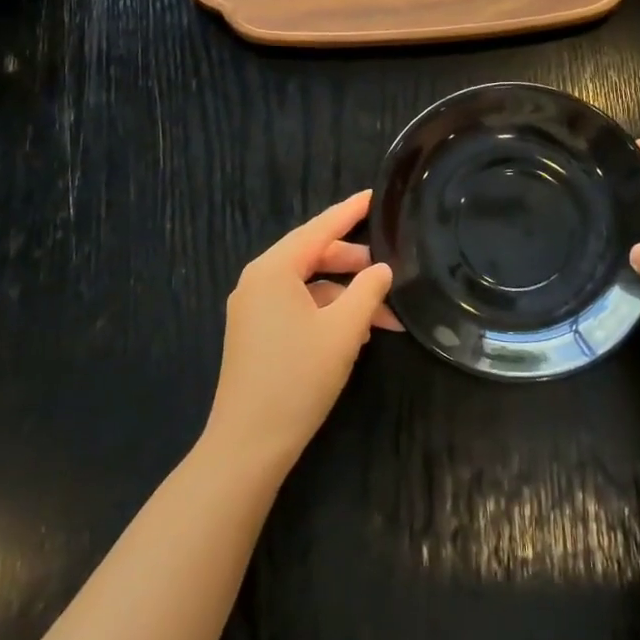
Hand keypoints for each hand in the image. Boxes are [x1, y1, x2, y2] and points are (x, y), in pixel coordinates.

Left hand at [204, 190, 397, 472]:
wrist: (248, 444)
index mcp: (274, 269)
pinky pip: (297, 307)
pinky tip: (357, 335)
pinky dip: (327, 313)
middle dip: (354, 263)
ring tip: (384, 317)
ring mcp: (253, 308)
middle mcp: (258, 281)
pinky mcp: (255, 333)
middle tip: (390, 269)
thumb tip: (382, 269)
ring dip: (346, 296)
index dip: (350, 211)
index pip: (319, 228)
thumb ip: (368, 291)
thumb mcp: (344, 330)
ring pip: (308, 286)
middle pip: (313, 255)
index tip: (375, 195)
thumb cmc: (298, 378)